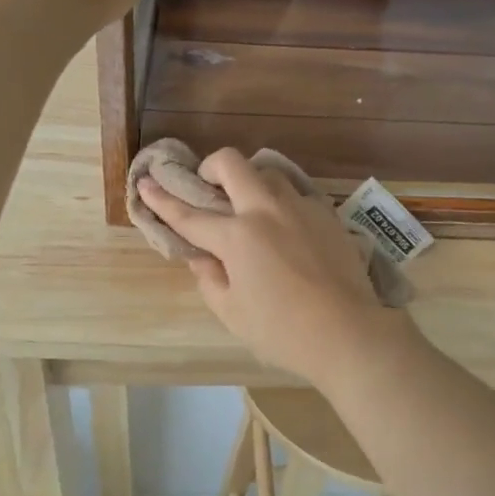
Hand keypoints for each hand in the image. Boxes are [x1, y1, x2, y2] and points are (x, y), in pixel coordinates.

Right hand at [138, 150, 403, 386]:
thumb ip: (210, 278)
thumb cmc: (283, 331)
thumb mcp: (232, 312)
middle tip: (208, 187)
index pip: (189, 214)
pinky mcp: (326, 213)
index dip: (162, 199)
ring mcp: (299, 207)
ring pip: (267, 172)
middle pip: (231, 163)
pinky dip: (280, 201)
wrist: (348, 332)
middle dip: (210, 166)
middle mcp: (265, 210)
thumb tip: (201, 256)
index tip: (145, 182)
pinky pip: (295, 193)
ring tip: (248, 207)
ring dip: (249, 182)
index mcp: (236, 237)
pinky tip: (284, 226)